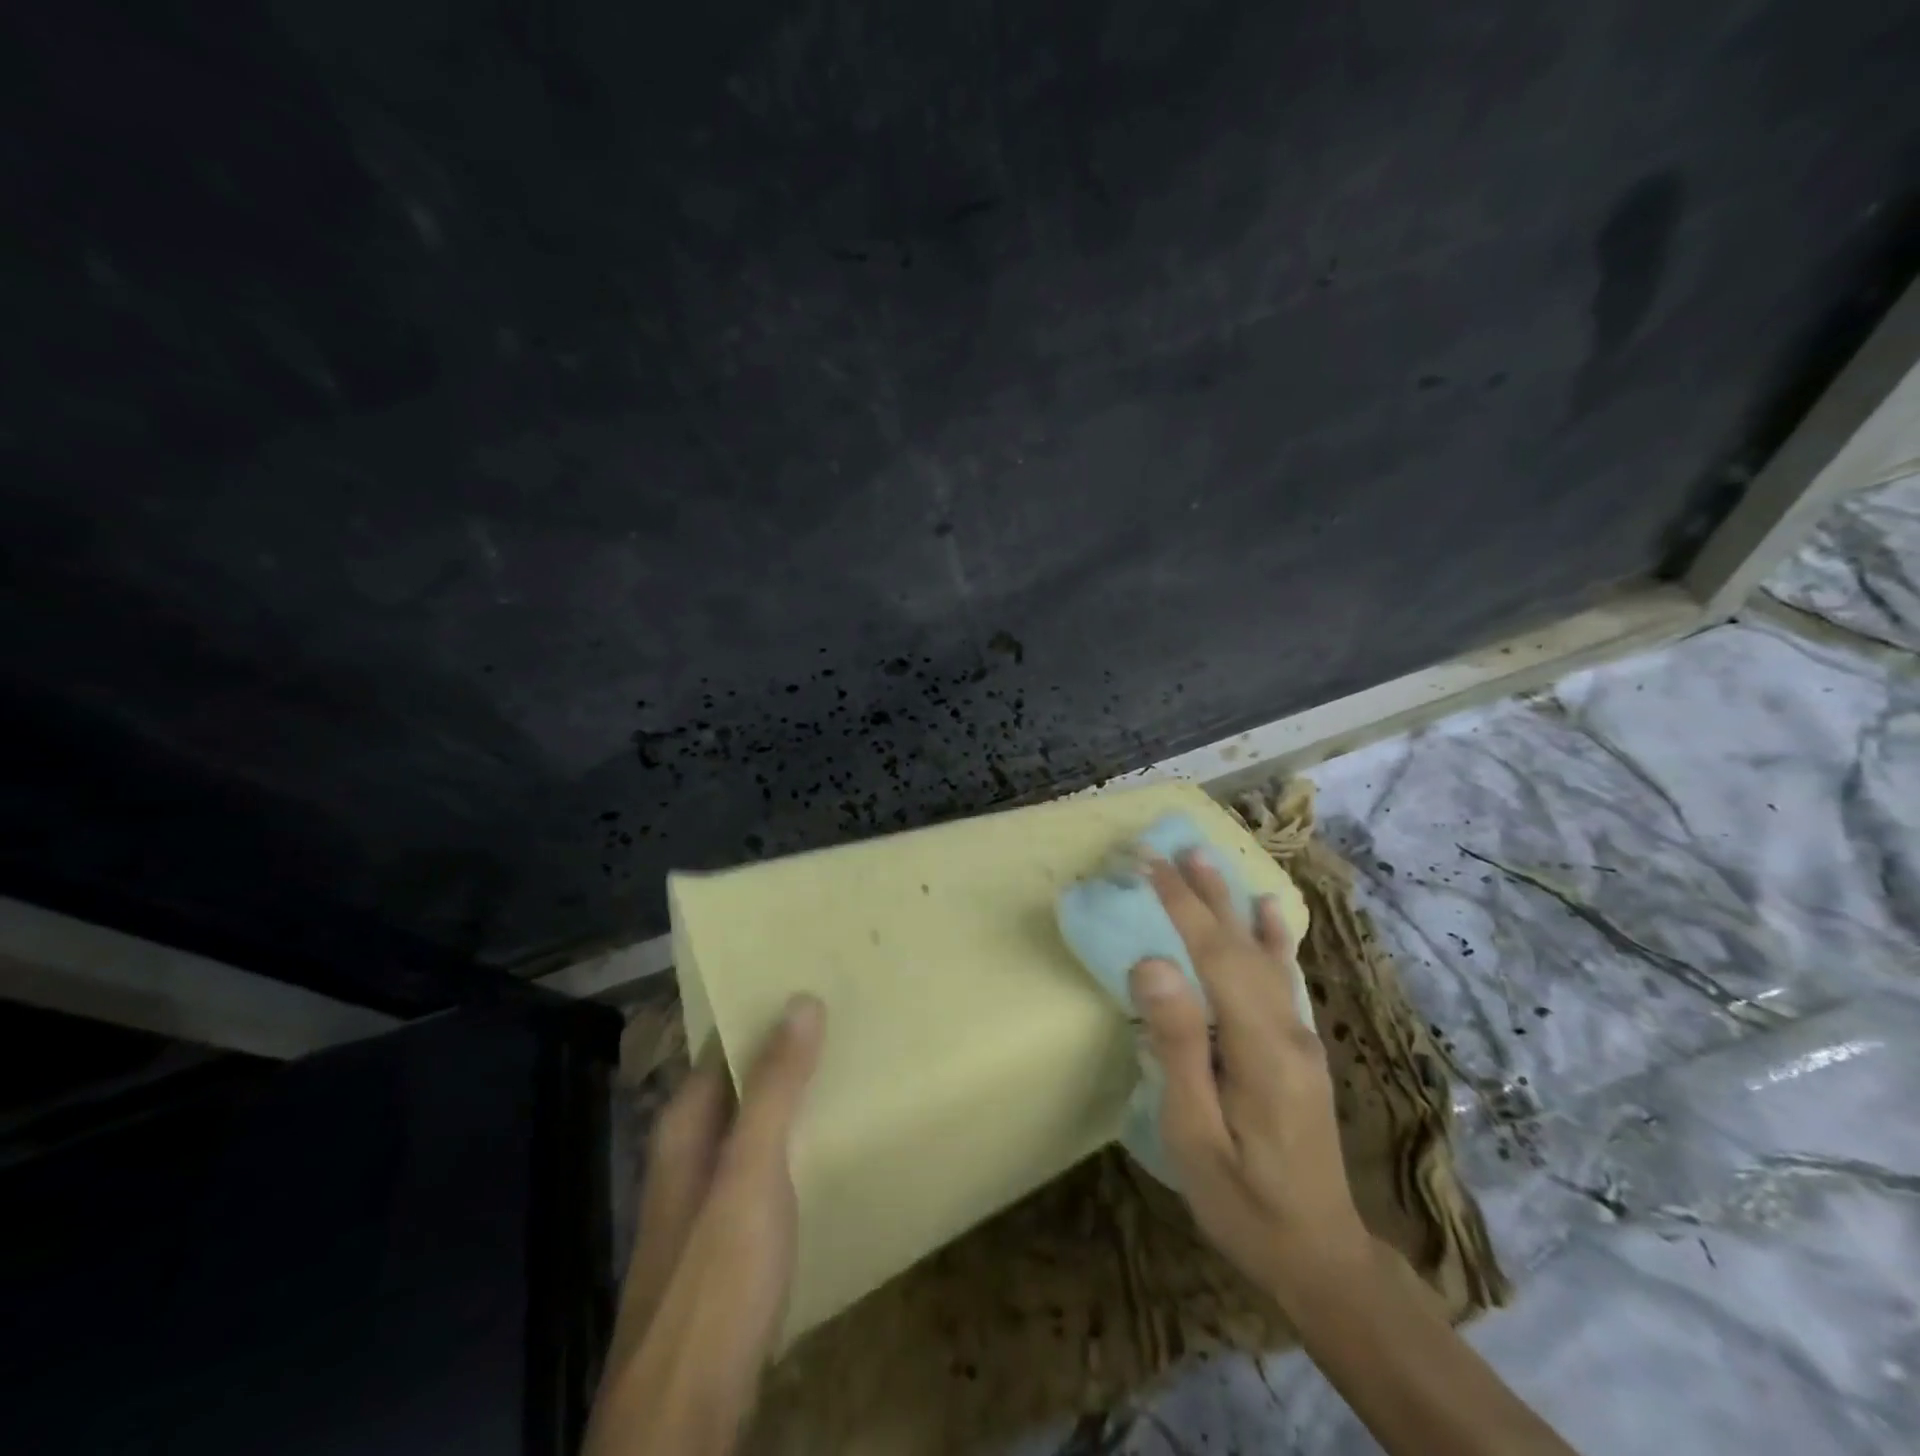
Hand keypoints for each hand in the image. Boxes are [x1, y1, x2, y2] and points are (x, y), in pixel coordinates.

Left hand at [585, 995, 825, 1455]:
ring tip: (850, 1056)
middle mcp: (691, 1151)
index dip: (761, 1008)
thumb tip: (801, 999)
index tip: (811, 973)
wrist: (685, 1415)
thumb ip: (773, 1088)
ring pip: (755, 1119)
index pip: (721, 1042)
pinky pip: (768, 1158)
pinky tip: (833, 1133)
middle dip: (785, 1044)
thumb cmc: (714, 1280)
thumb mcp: (749, 1173)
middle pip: (739, 1078)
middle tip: (847, 1007)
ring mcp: (710, 1195)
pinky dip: (797, 1133)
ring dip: (793, 1089)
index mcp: (685, 1125)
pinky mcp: (733, 1234)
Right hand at [1129, 852, 1370, 1304]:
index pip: (1216, 955)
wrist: (1322, 1258)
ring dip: (1232, 903)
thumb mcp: (1197, 1135)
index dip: (1181, 905)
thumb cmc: (1245, 1204)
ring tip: (1208, 861)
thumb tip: (1153, 964)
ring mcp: (1301, 1038)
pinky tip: (1270, 913)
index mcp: (1260, 1048)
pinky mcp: (1301, 1050)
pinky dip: (1271, 937)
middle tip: (1172, 845)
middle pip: (1241, 945)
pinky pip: (1281, 978)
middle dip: (1203, 892)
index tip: (1149, 863)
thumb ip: (1178, 1047)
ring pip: (1263, 954)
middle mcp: (1288, 1030)